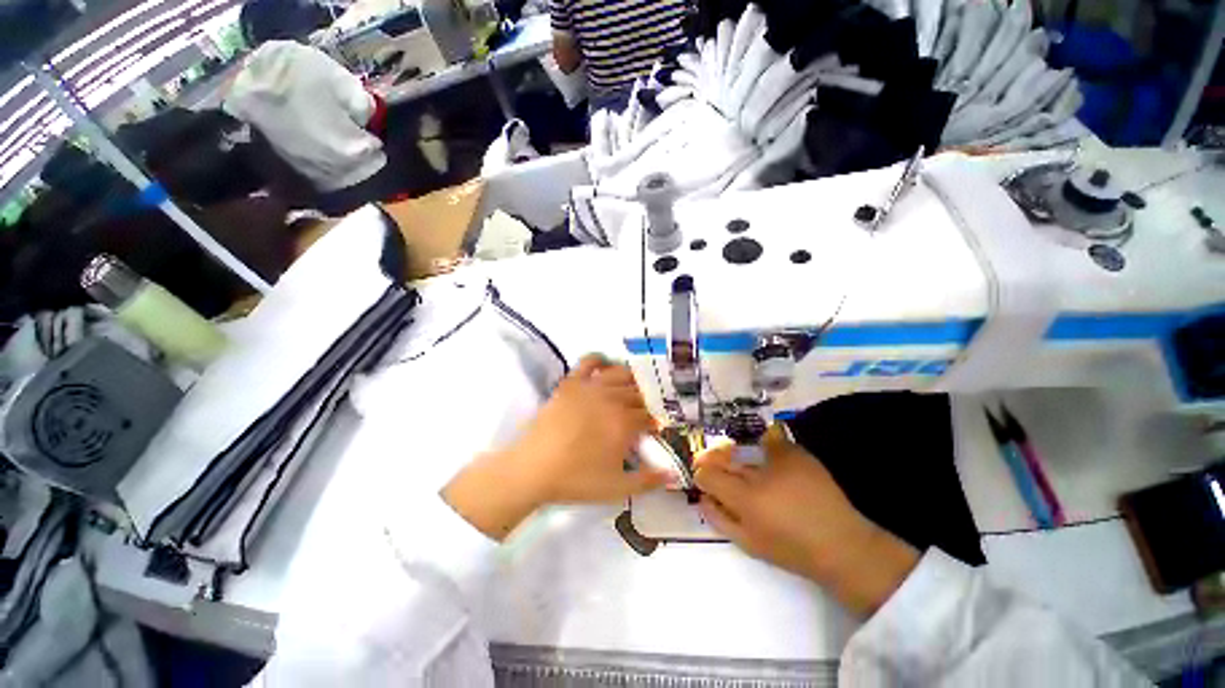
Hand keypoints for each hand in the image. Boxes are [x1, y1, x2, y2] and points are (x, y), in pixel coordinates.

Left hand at [443, 355, 667, 539]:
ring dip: (632, 379)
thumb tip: (674, 474)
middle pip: (639, 393)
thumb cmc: (576, 480)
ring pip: (621, 374)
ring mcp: (591, 387)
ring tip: (633, 389)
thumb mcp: (617, 488)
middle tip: (645, 411)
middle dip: (647, 401)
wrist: (533, 468)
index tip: (655, 429)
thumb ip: (648, 481)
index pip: (650, 415)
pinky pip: (590, 361)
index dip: (656, 421)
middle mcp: (612, 399)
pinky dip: (601, 359)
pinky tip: (606, 367)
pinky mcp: (571, 381)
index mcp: (625, 423)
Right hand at [694, 426, 918, 616]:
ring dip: (732, 453)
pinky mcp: (796, 452)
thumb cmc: (791, 550)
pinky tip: (761, 451)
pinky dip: (761, 443)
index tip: (704, 481)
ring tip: (736, 461)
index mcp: (745, 499)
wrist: (841, 544)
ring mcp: (778, 459)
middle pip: (721, 457)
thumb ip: (719, 518)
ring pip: (741, 447)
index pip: (707, 474)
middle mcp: (758, 474)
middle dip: (711, 460)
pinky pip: (769, 438)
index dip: (701, 476)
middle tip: (711, 466)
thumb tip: (702, 497)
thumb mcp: (748, 543)